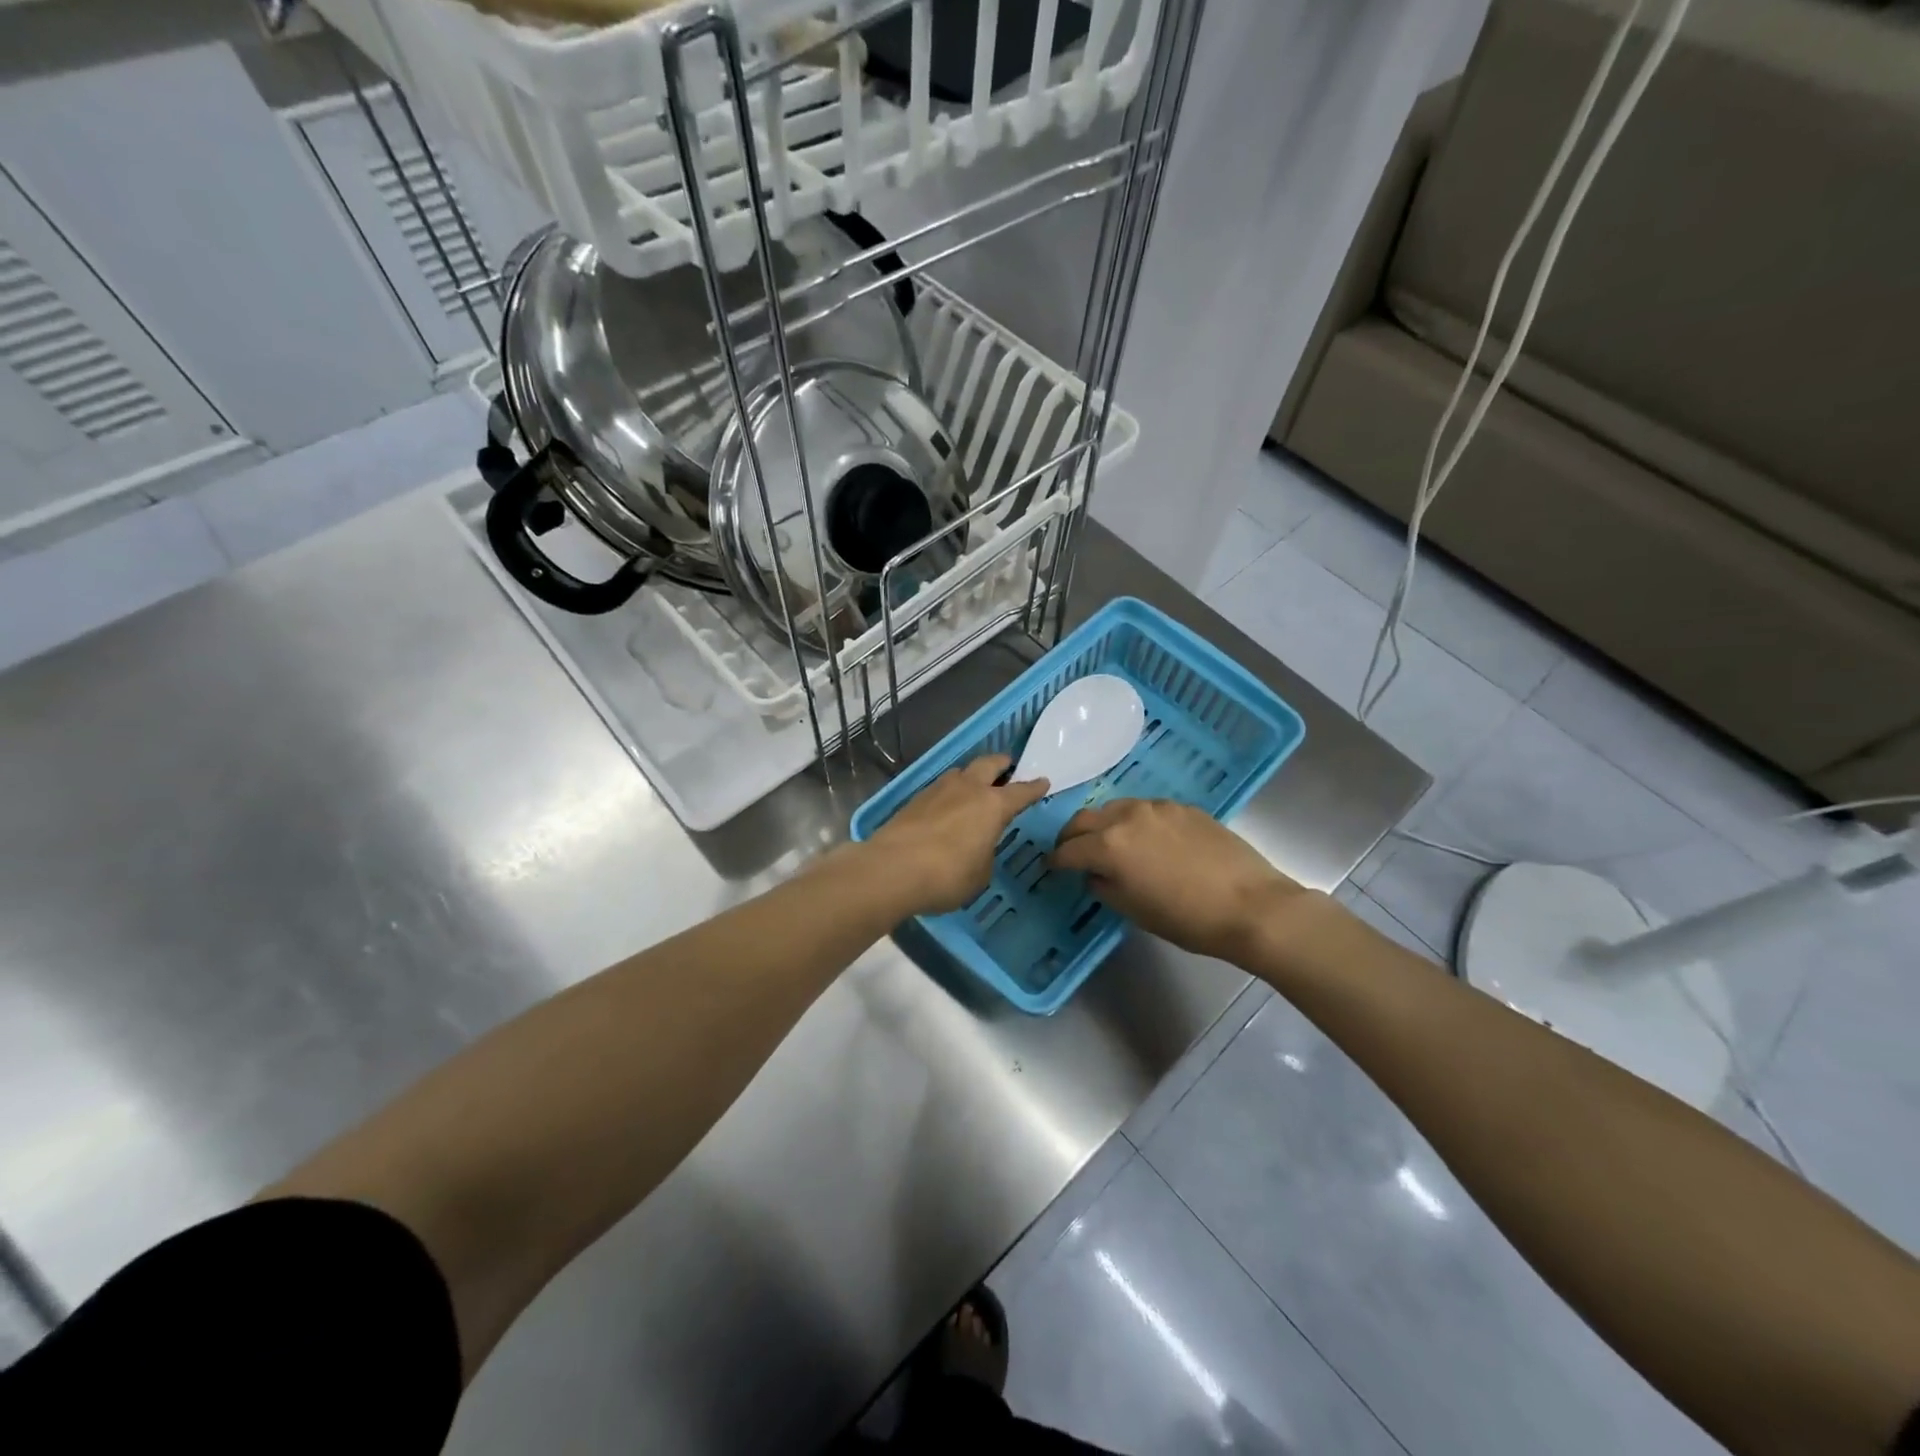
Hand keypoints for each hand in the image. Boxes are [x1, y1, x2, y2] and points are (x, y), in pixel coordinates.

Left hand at [869, 756, 1050, 915]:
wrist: (892, 869)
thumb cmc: (947, 875)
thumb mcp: (980, 874)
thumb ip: (985, 854)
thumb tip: (977, 847)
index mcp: (992, 805)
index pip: (1021, 792)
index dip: (1034, 788)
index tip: (1043, 781)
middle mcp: (967, 789)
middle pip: (988, 764)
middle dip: (1001, 764)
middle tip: (1008, 766)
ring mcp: (937, 790)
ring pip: (960, 772)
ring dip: (971, 775)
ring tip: (974, 786)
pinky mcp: (914, 799)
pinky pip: (939, 788)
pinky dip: (949, 793)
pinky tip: (946, 806)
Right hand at [1051, 799, 1315, 960]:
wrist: (1251, 905)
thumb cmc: (1187, 918)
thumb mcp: (1133, 911)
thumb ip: (1104, 887)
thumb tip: (1096, 874)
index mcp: (1108, 845)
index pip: (1068, 850)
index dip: (1057, 861)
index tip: (1054, 868)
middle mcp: (1126, 816)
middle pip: (1084, 819)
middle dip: (1073, 836)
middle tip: (1073, 852)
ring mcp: (1156, 807)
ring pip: (1115, 808)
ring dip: (1104, 824)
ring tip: (1111, 844)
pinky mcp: (1182, 807)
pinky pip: (1145, 809)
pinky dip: (1135, 822)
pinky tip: (1148, 841)